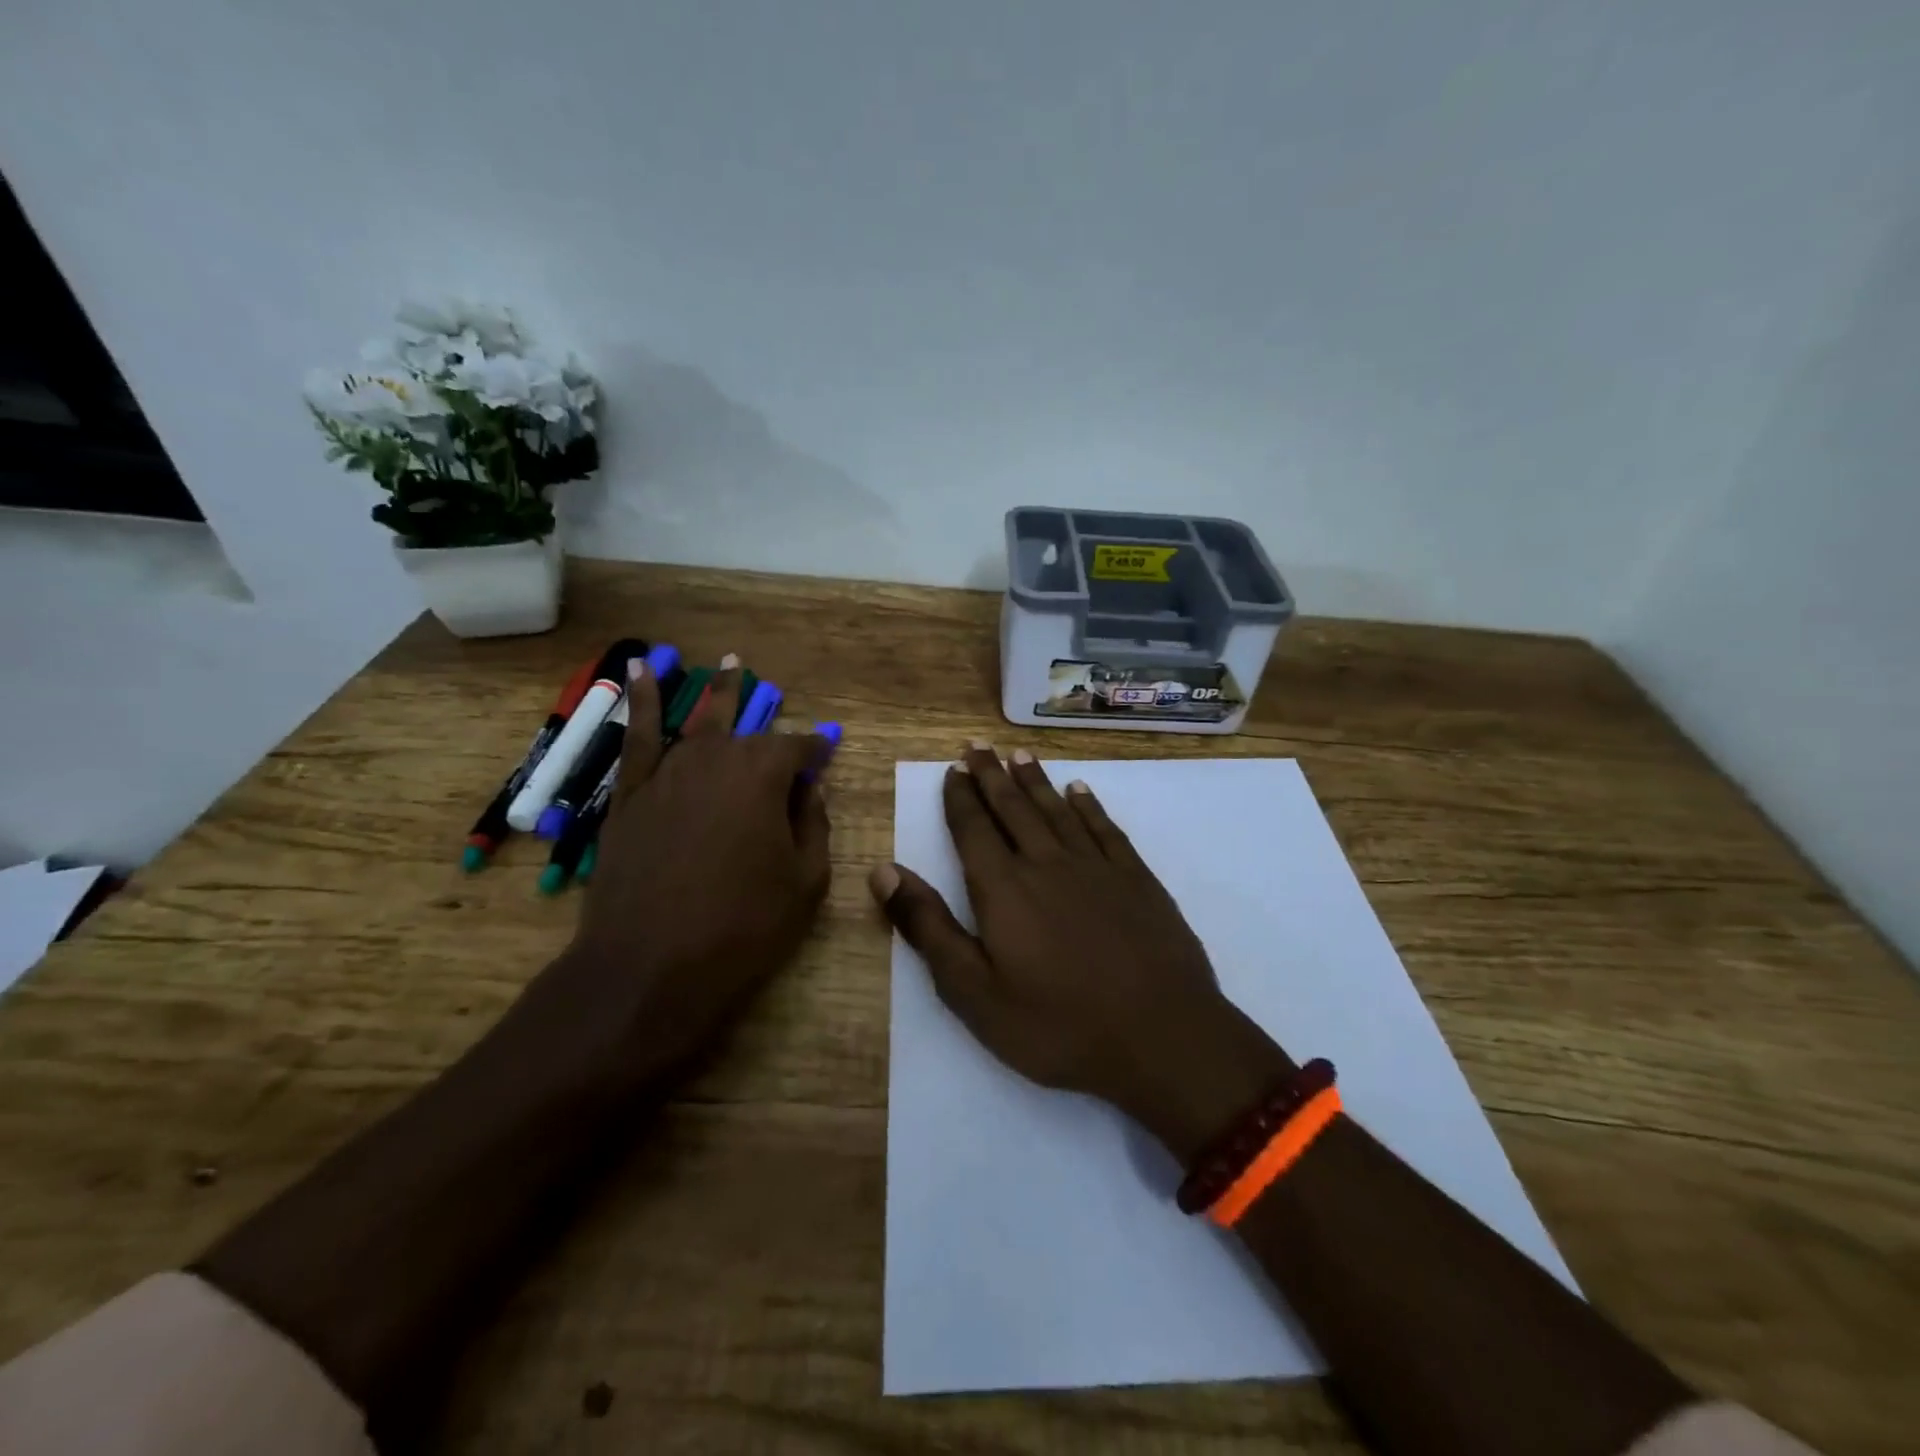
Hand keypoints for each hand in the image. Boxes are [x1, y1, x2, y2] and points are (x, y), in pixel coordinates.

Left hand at [532, 658, 832, 1086]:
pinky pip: (638, 737)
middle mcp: (715, 760)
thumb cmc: (743, 927)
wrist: (650, 967)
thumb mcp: (806, 882)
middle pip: (747, 732)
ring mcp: (667, 774)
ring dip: (717, 695)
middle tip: (776, 692)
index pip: (796, 748)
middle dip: (767, 717)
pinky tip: (641, 670)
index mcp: (763, 776)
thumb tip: (811, 789)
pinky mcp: (630, 795)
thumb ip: (814, 826)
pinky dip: (642, 702)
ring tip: (731, 664)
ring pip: (699, 724)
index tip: (827, 752)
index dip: (815, 749)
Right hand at [870, 744, 1290, 1163]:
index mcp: (1003, 888)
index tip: (953, 768)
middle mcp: (1046, 862)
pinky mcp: (1136, 878)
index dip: (960, 797)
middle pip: (1013, 808)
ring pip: (1057, 810)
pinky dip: (1089, 806)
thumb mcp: (973, 991)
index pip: (973, 829)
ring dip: (1035, 781)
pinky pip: (1104, 828)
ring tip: (1018, 756)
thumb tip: (885, 870)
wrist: (1161, 1036)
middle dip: (991, 775)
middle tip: (978, 745)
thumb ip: (928, 927)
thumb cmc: (1057, 1024)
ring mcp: (1096, 867)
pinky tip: (1080, 791)